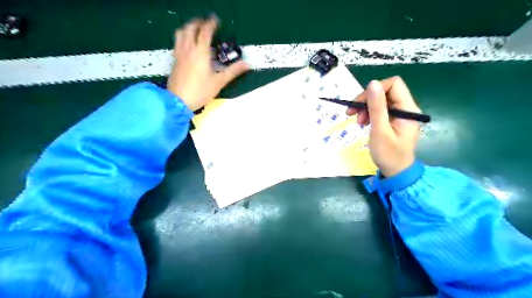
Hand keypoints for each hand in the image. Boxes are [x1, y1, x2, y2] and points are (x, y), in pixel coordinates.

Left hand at [165, 18, 249, 111]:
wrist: (179, 101)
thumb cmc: (201, 91)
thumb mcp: (219, 82)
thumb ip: (233, 71)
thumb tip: (247, 64)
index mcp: (200, 52)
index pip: (205, 32)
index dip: (211, 24)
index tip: (216, 21)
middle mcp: (188, 49)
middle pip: (191, 28)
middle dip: (198, 23)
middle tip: (206, 24)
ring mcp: (179, 54)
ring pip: (181, 34)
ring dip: (188, 28)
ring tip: (195, 30)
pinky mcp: (174, 60)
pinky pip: (177, 43)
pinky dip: (183, 38)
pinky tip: (188, 45)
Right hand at [347, 76, 422, 176]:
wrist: (396, 171)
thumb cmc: (388, 154)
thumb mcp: (380, 130)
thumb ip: (376, 107)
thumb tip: (372, 83)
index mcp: (408, 108)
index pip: (393, 84)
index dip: (375, 89)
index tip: (360, 103)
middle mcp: (406, 108)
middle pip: (385, 91)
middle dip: (367, 100)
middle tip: (352, 113)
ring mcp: (400, 114)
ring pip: (381, 100)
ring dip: (366, 108)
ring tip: (358, 122)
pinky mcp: (394, 120)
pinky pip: (381, 110)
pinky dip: (369, 114)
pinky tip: (363, 123)